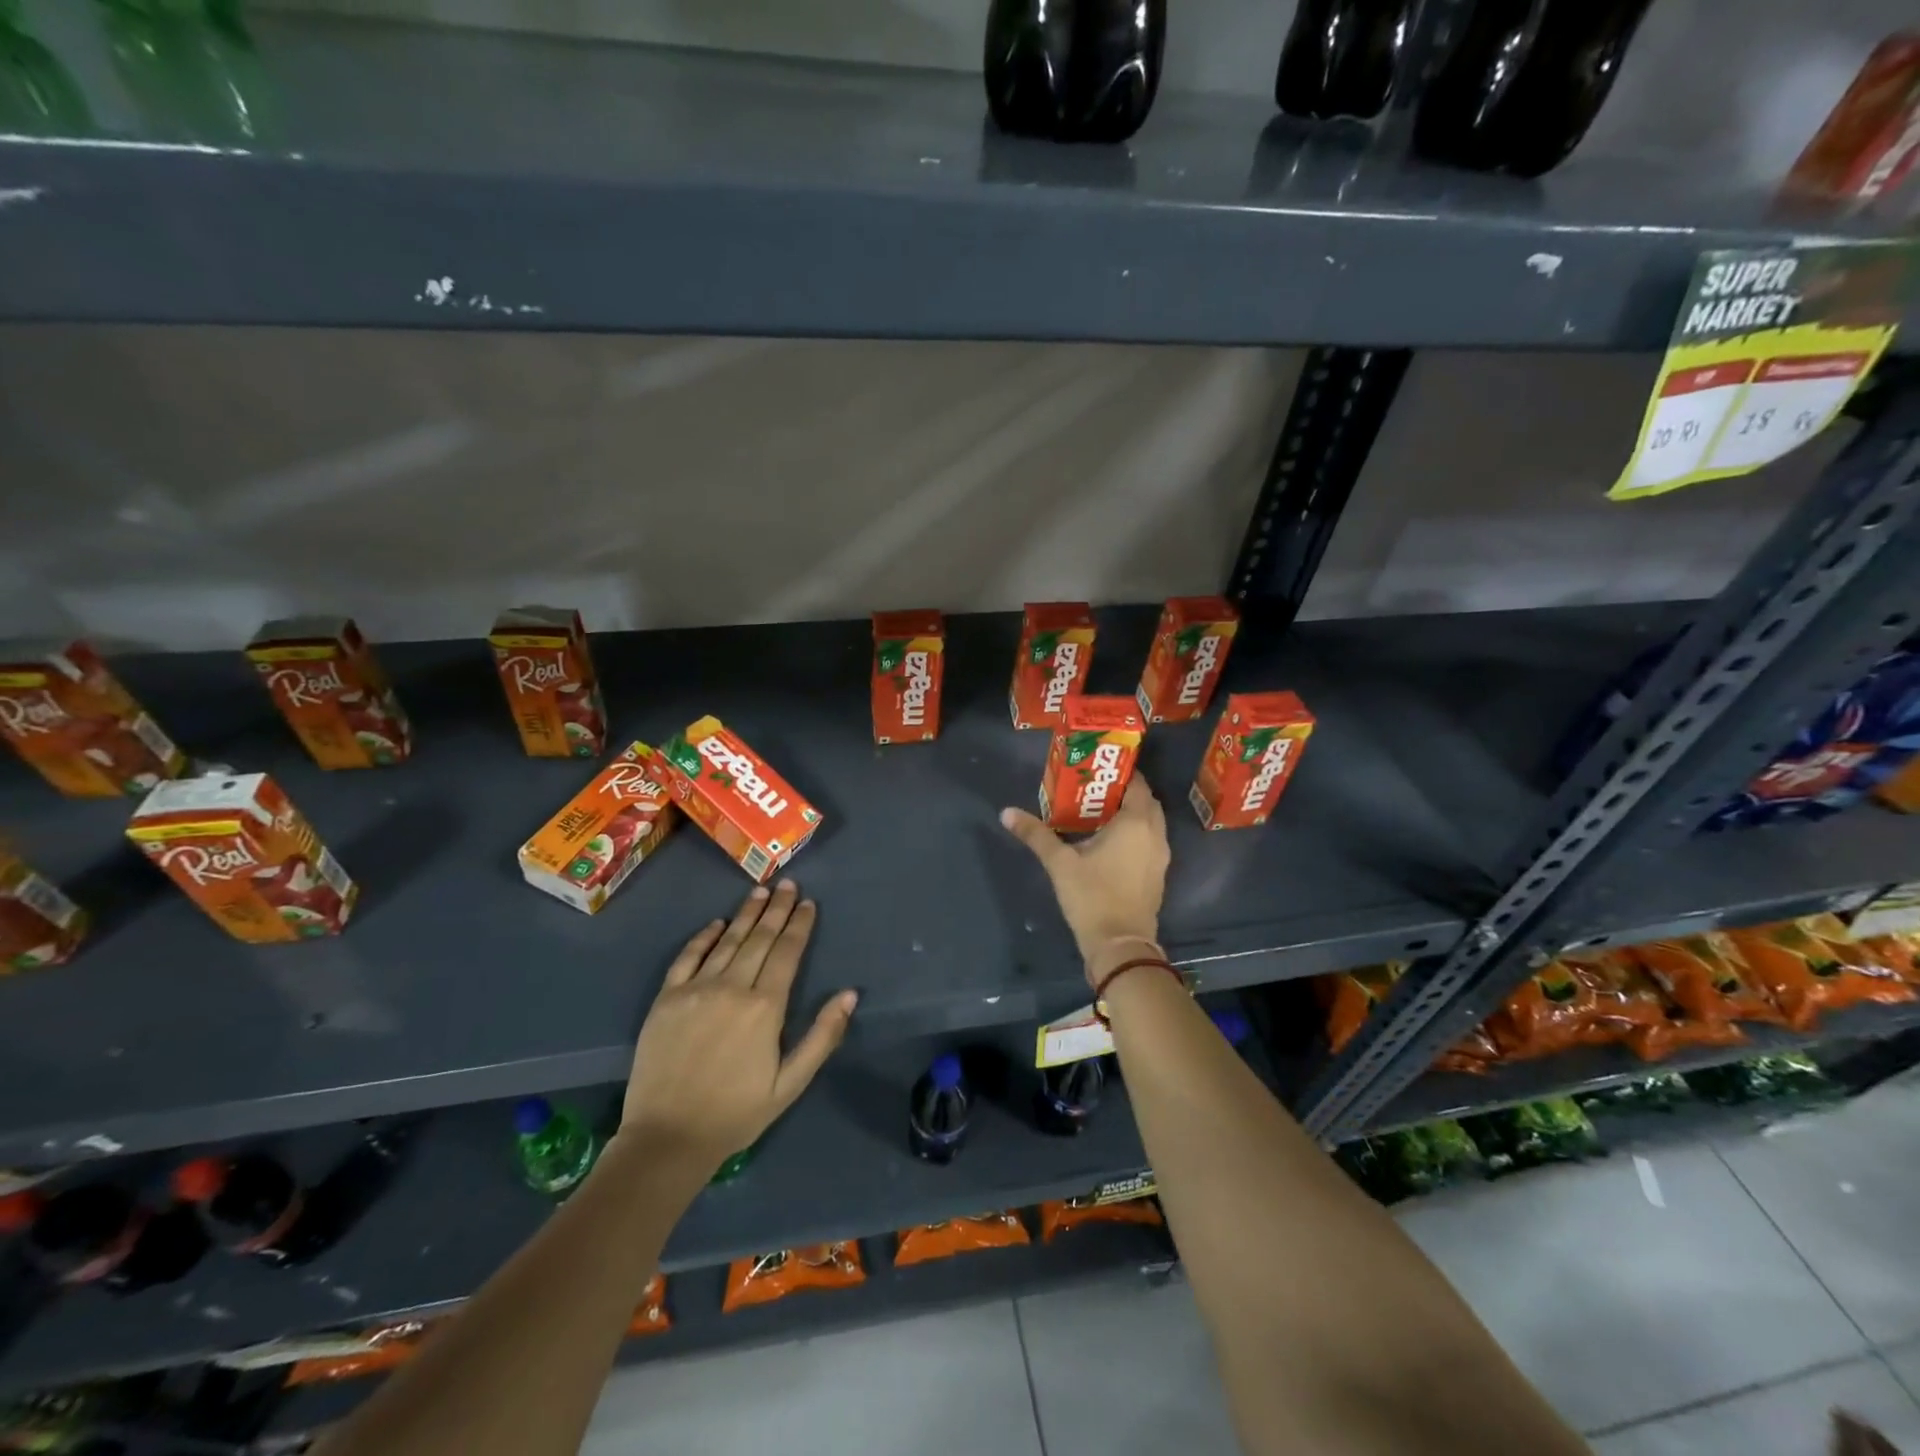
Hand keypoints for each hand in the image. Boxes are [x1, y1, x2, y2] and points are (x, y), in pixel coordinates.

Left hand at [619, 880, 856, 1169]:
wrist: (667, 1138)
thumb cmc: (737, 1113)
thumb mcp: (791, 1084)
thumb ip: (822, 1036)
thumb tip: (849, 995)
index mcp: (766, 1007)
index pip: (788, 952)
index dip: (800, 925)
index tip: (808, 902)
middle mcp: (733, 987)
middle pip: (760, 939)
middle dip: (777, 909)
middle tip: (787, 884)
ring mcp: (696, 989)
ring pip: (728, 941)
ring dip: (746, 914)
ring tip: (760, 891)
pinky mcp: (667, 998)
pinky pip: (688, 956)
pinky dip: (704, 937)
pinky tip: (717, 923)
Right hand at [1000, 776, 1170, 987]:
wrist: (1120, 945)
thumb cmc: (1092, 896)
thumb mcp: (1059, 863)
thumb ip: (1035, 834)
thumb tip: (1006, 812)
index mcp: (1136, 822)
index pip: (1136, 784)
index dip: (1120, 773)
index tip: (1095, 771)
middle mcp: (1155, 834)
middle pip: (1145, 802)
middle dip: (1124, 792)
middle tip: (1094, 790)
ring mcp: (1160, 856)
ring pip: (1150, 823)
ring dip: (1131, 814)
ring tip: (1098, 813)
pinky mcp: (1157, 874)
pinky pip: (1150, 841)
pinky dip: (1136, 834)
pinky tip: (1109, 841)